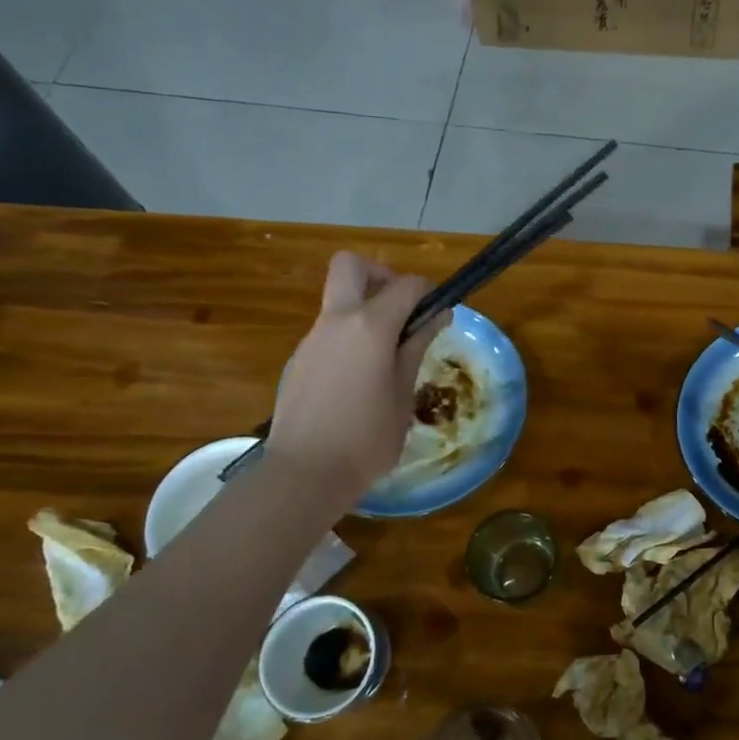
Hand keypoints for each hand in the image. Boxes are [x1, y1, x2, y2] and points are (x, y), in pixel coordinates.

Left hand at [266, 253, 447, 497]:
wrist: (305, 473)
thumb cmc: (367, 437)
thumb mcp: (404, 392)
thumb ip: (418, 346)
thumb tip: (437, 315)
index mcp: (369, 326)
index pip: (405, 285)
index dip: (428, 292)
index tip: (440, 313)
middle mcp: (336, 321)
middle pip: (351, 266)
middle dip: (380, 275)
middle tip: (402, 311)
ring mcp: (312, 338)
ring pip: (339, 300)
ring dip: (366, 310)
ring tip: (388, 355)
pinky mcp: (299, 359)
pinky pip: (330, 330)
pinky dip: (351, 336)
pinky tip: (362, 379)